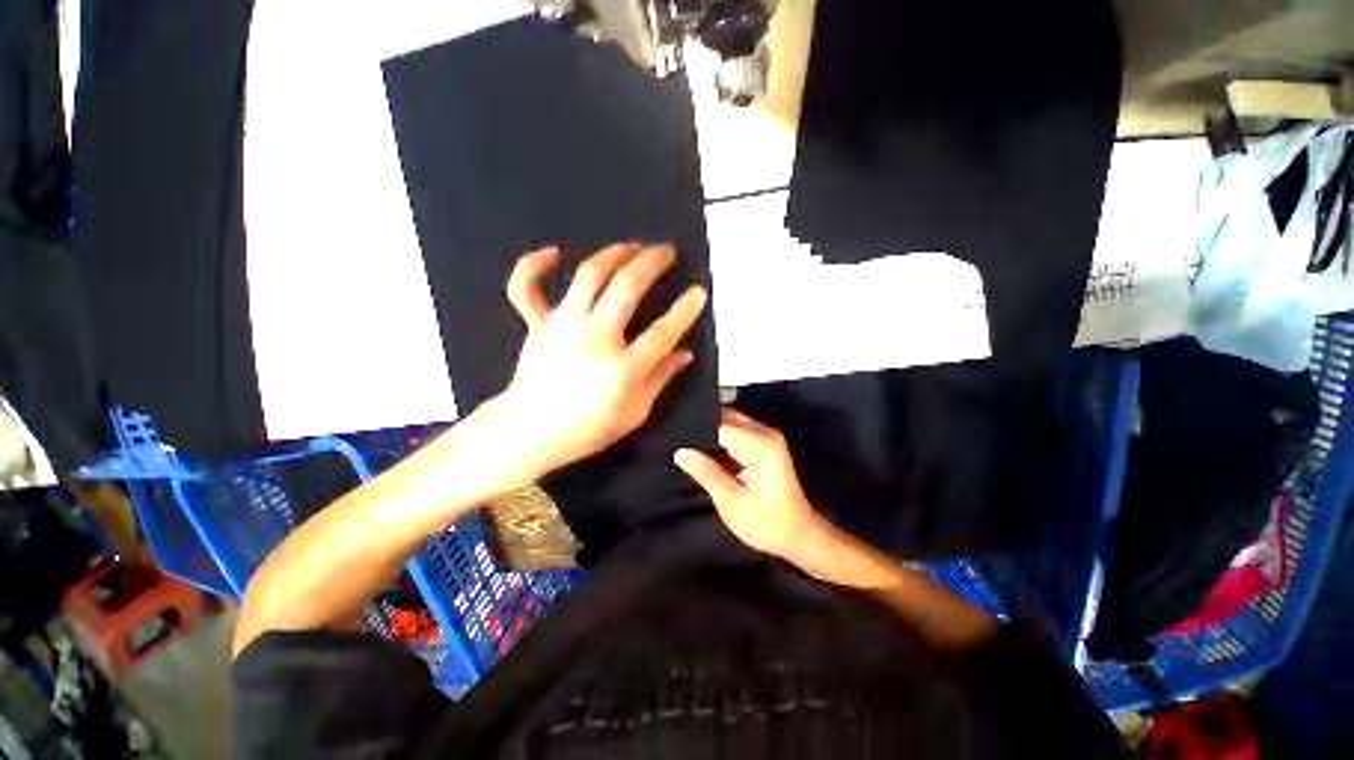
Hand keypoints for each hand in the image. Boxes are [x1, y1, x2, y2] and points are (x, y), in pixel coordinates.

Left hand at [494, 242, 707, 480]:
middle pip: (627, 287)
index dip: (685, 309)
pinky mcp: (537, 323)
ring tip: (633, 246)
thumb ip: (661, 379)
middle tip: (667, 250)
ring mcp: (562, 325)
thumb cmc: (588, 428)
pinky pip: (526, 287)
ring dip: (615, 253)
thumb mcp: (635, 412)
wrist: (531, 432)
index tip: (698, 292)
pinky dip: (534, 265)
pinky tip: (553, 252)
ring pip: (590, 274)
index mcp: (623, 367)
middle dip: (652, 262)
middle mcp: (595, 337)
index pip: (663, 331)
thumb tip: (686, 353)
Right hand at [674, 407, 821, 558]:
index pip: (721, 425)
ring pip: (729, 422)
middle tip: (677, 442)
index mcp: (761, 444)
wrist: (798, 535)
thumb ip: (706, 473)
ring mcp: (766, 436)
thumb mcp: (731, 501)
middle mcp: (765, 433)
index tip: (674, 439)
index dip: (696, 431)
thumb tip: (680, 452)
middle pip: (726, 417)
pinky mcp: (763, 444)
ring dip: (709, 433)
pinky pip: (735, 432)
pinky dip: (719, 440)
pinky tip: (703, 451)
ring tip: (685, 446)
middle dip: (702, 428)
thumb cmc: (767, 523)